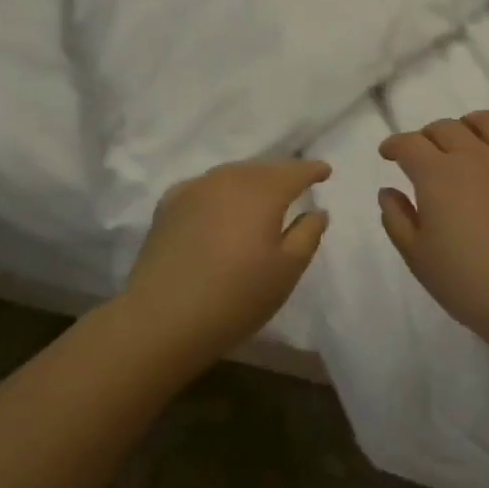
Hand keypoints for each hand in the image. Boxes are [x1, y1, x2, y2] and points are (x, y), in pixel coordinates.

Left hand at [123, 159, 330, 360]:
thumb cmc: (236, 297)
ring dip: (250, 182)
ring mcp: (194, 189)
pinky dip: (220, 192)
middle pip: (262, 169)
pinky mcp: (168, 205)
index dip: (312, 169)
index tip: (325, 172)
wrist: (163, 318)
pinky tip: (221, 207)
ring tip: (261, 196)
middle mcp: (227, 179)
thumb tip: (316, 210)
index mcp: (262, 191)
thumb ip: (307, 234)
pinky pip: (205, 188)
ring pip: (231, 175)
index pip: (294, 171)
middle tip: (295, 185)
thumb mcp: (287, 270)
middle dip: (281, 174)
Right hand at [378, 104, 488, 346]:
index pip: (409, 145)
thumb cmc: (467, 284)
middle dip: (428, 136)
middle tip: (423, 155)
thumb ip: (397, 219)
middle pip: (446, 129)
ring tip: (467, 134)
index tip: (387, 154)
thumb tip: (389, 190)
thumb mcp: (417, 257)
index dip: (394, 145)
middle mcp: (476, 157)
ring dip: (472, 122)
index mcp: (438, 175)